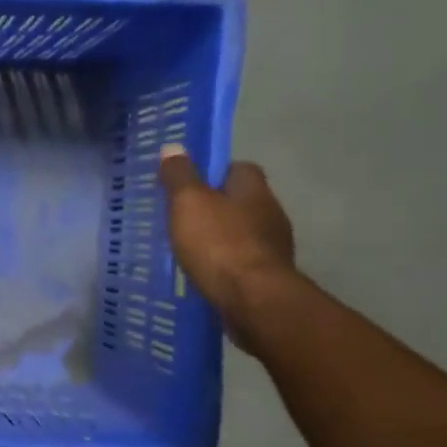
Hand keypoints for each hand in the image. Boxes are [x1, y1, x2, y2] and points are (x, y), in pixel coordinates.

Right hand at [158, 145, 295, 349]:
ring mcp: (273, 247)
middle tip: (183, 216)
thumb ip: (180, 176)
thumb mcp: (189, 203)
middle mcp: (270, 214)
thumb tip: (173, 147)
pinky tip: (205, 272)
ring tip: (190, 247)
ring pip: (243, 232)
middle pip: (242, 201)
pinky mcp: (269, 276)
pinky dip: (225, 263)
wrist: (253, 300)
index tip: (190, 183)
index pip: (239, 168)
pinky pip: (243, 261)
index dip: (214, 172)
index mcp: (254, 191)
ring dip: (221, 237)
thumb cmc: (219, 243)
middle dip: (217, 206)